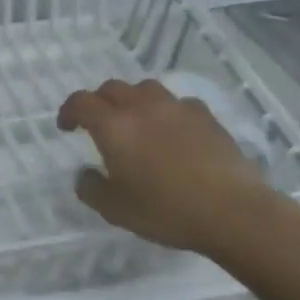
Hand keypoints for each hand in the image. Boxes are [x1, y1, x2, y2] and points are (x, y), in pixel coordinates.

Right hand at [57, 78, 276, 257]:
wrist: (233, 212)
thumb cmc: (166, 210)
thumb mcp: (115, 210)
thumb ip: (91, 188)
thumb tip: (85, 174)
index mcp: (114, 126)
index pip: (81, 102)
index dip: (69, 111)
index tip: (67, 127)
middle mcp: (142, 107)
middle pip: (112, 88)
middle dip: (99, 102)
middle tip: (98, 123)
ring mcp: (177, 108)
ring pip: (145, 89)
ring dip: (133, 100)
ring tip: (136, 121)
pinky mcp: (206, 117)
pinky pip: (178, 103)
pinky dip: (167, 111)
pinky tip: (173, 132)